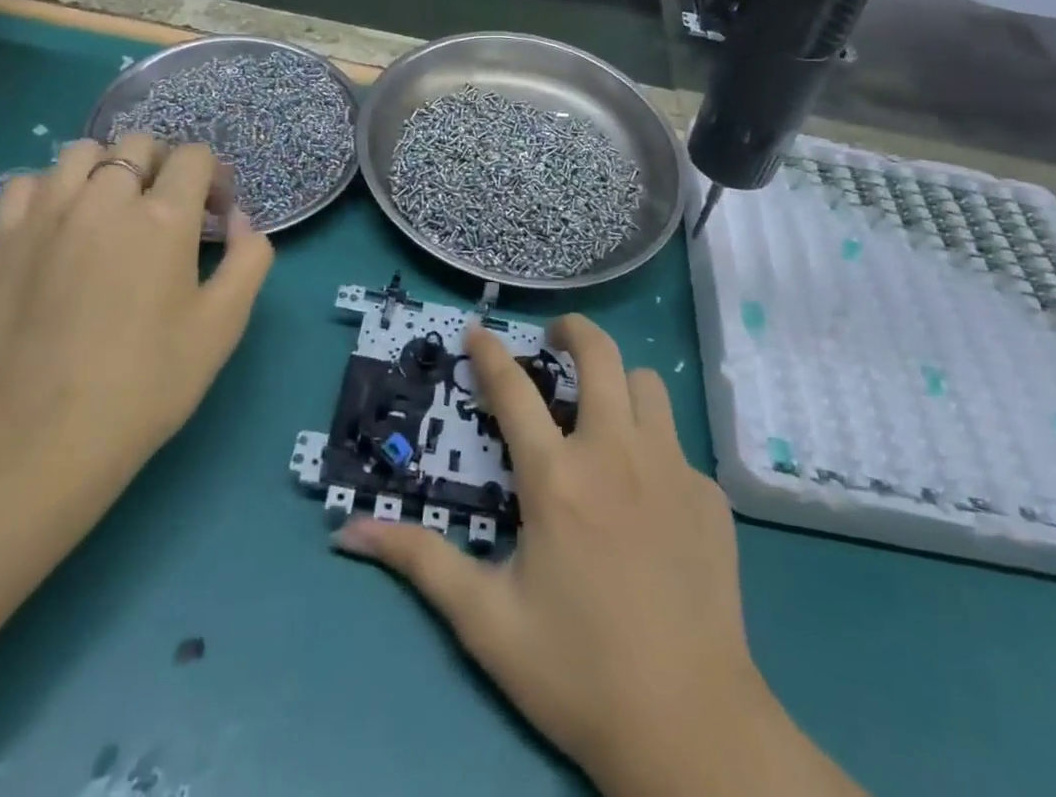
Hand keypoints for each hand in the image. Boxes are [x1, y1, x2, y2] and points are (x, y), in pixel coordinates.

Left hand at [0, 133, 272, 494]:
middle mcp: (106, 199)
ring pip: (82, 152)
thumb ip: (249, 258)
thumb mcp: (225, 323)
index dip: (214, 178)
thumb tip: (240, 220)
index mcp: (165, 217)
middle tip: (168, 212)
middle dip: (165, 166)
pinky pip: (29, 182)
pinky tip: (62, 224)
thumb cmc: (148, 381)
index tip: (215, 216)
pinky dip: (53, 189)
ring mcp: (47, 213)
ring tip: (112, 210)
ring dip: (108, 169)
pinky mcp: (3, 238)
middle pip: (139, 144)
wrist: (42, 436)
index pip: (195, 156)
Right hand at [336, 317, 851, 795]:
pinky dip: (653, 447)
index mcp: (556, 478)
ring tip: (601, 410)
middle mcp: (616, 453)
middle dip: (572, 329)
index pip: (513, 389)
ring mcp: (671, 468)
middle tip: (554, 336)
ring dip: (619, 383)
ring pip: (647, 386)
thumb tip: (346, 533)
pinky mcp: (709, 494)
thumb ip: (420, 563)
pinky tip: (645, 494)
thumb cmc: (578, 671)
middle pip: (599, 354)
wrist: (690, 726)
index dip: (489, 352)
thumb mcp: (485, 622)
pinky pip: (677, 444)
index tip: (476, 330)